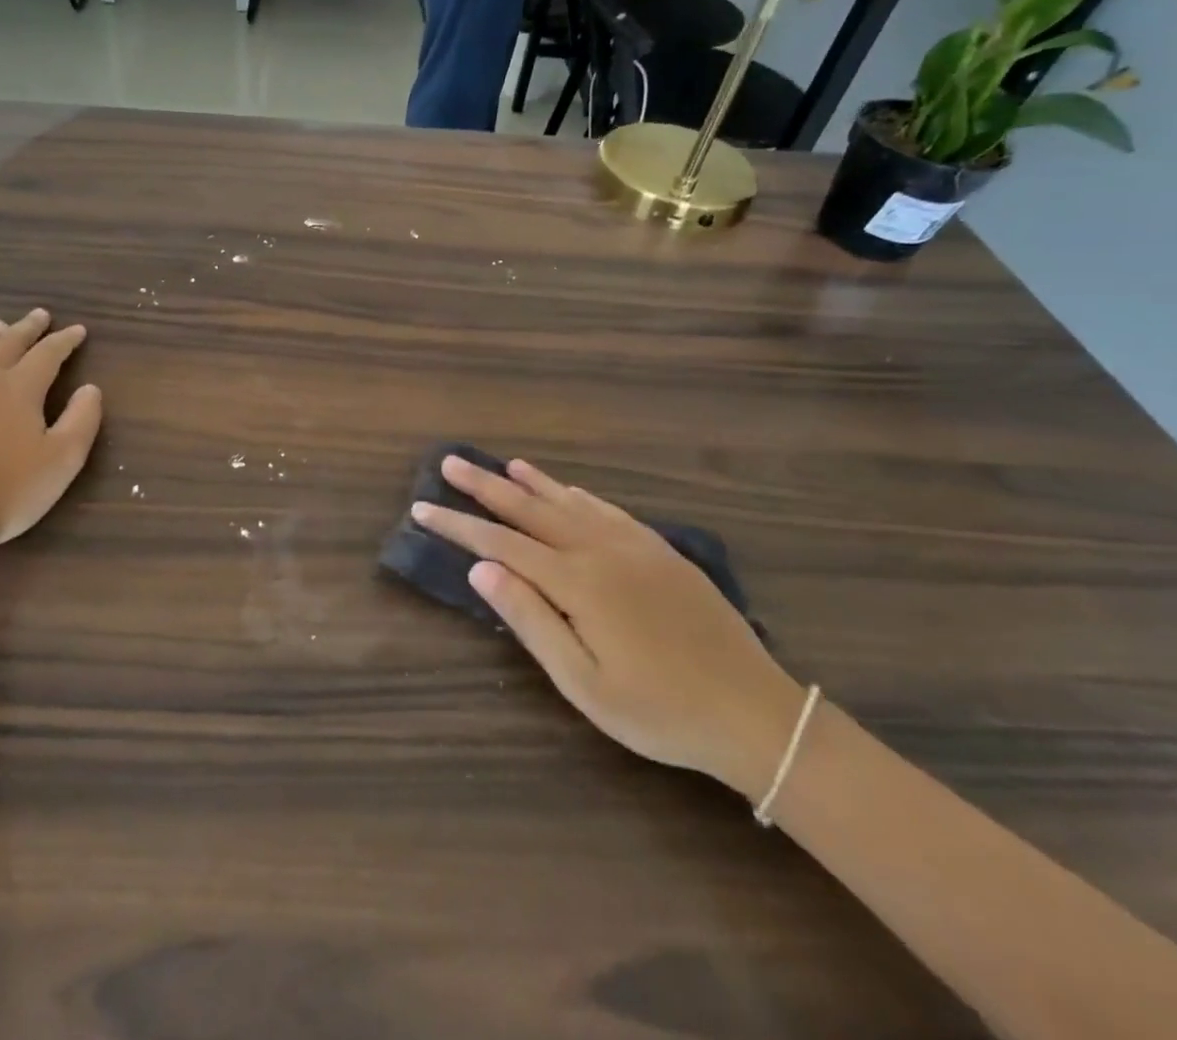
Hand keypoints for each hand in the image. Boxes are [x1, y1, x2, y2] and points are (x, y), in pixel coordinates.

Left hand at [0, 309, 103, 564]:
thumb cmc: (8, 490)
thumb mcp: (63, 459)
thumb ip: (82, 420)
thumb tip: (91, 388)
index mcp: (20, 388)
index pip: (48, 354)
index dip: (65, 341)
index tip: (78, 330)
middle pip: (8, 343)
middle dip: (28, 329)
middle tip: (40, 314)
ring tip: (0, 327)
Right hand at [414, 456, 803, 801]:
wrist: (753, 713)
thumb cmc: (659, 711)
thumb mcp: (584, 683)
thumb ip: (531, 621)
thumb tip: (481, 571)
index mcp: (577, 583)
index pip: (501, 544)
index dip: (458, 526)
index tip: (423, 509)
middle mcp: (599, 550)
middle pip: (529, 509)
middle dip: (484, 487)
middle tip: (449, 463)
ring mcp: (633, 546)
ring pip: (568, 502)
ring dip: (529, 482)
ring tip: (499, 464)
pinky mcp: (660, 551)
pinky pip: (607, 509)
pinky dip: (577, 494)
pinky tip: (566, 488)